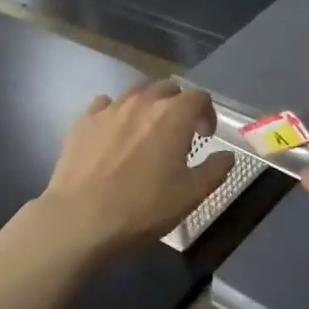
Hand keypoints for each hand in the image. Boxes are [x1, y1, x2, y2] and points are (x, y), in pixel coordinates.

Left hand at [38, 82, 232, 257]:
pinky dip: (116, 112)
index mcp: (173, 116)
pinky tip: (114, 133)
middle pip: (167, 88)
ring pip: (136, 92)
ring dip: (148, 105)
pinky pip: (105, 104)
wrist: (81, 219)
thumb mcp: (190, 195)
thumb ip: (215, 170)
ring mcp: (110, 109)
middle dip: (178, 105)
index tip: (205, 136)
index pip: (199, 97)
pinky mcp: (83, 121)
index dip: (207, 113)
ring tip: (147, 131)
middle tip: (179, 133)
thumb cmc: (143, 208)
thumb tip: (227, 155)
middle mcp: (142, 102)